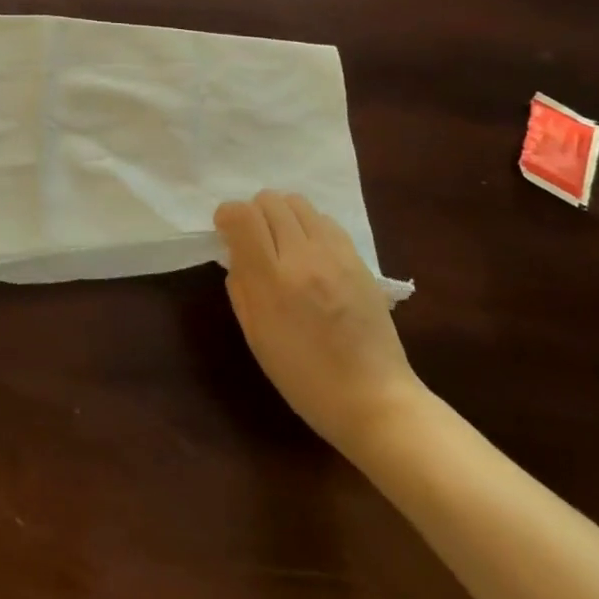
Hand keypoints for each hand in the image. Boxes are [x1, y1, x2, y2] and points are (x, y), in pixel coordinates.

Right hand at [215, 191, 424, 457]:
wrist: (373, 397)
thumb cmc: (303, 377)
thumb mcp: (256, 337)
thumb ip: (240, 288)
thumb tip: (236, 254)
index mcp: (271, 280)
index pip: (242, 216)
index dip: (227, 214)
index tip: (225, 231)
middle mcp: (303, 257)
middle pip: (270, 200)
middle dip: (253, 212)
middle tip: (252, 238)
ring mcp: (335, 254)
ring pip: (299, 202)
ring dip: (282, 214)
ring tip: (281, 241)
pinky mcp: (358, 258)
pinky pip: (325, 220)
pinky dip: (308, 225)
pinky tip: (309, 252)